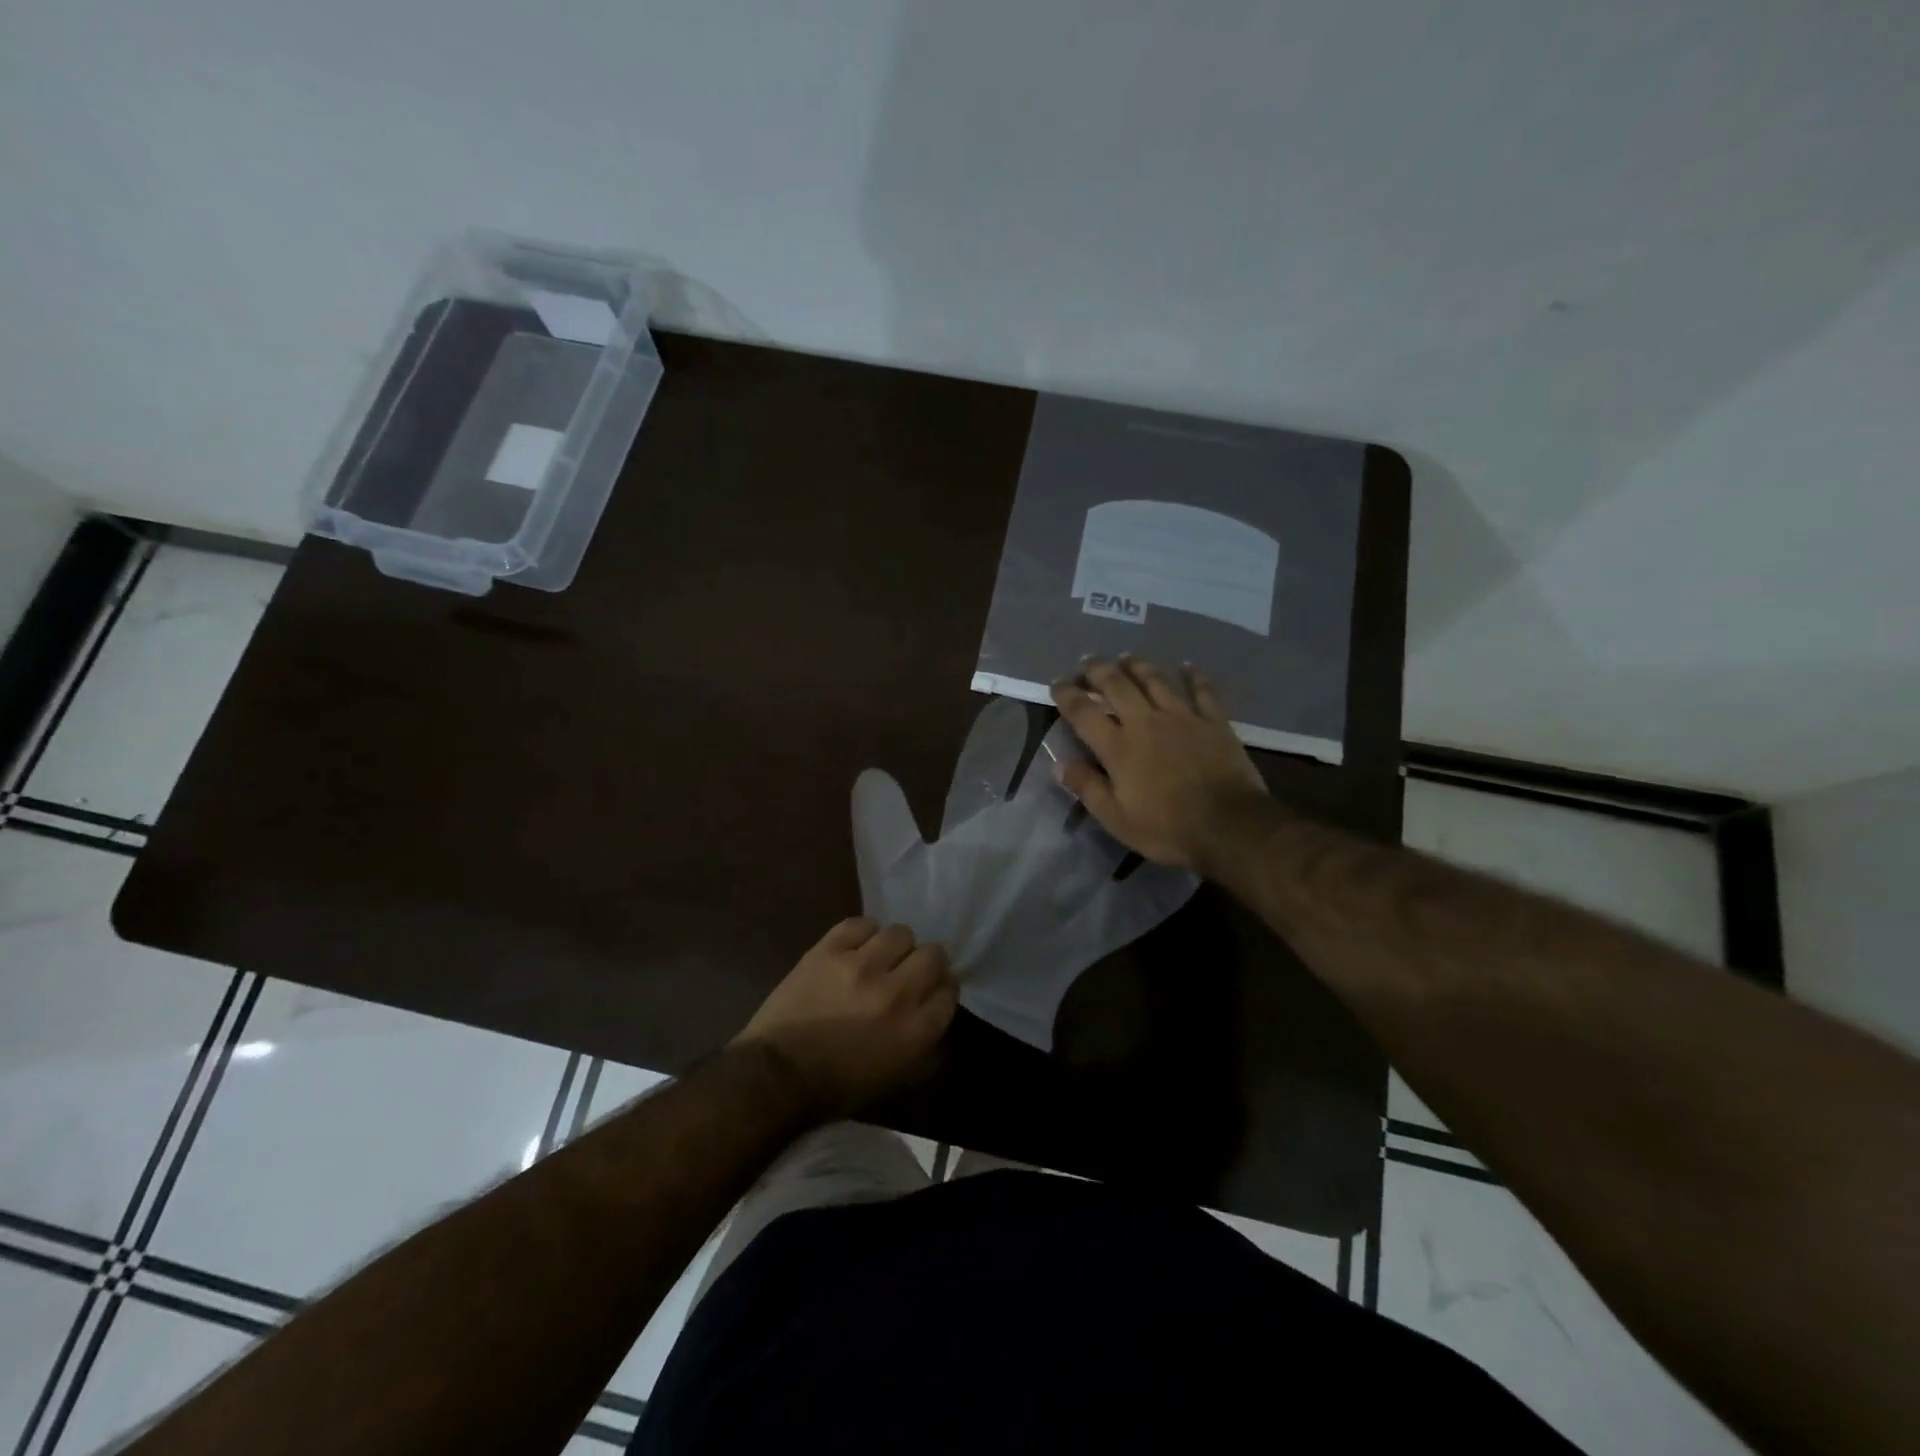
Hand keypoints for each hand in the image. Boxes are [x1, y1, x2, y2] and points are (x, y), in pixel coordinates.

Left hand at [732, 918, 957, 1119]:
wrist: (776, 1075)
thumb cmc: (838, 1087)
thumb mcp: (897, 1081)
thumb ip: (929, 1050)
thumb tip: (938, 1014)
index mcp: (915, 1031)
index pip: (949, 991)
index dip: (942, 989)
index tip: (930, 992)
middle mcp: (896, 992)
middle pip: (933, 955)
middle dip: (926, 964)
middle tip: (908, 973)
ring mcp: (861, 966)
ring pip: (900, 933)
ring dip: (894, 947)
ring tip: (879, 959)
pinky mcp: (829, 949)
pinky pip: (862, 924)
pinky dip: (863, 935)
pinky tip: (855, 949)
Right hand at [1050, 656, 1270, 872]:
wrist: (1229, 826)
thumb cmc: (1167, 828)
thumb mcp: (1116, 819)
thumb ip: (1087, 787)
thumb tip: (1059, 763)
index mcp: (1118, 747)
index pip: (1083, 712)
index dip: (1067, 694)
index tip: (1057, 683)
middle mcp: (1146, 722)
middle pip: (1117, 685)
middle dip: (1098, 670)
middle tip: (1087, 661)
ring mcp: (1182, 717)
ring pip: (1155, 680)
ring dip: (1137, 665)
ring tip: (1126, 657)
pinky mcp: (1213, 721)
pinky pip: (1201, 689)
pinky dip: (1193, 675)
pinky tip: (1186, 665)